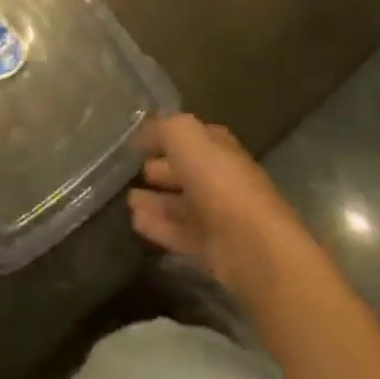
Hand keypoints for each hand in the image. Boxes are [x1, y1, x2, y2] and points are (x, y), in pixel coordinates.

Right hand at [129, 114, 312, 297]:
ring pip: (179, 204)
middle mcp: (219, 177)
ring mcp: (217, 215)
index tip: (136, 143)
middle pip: (184, 171)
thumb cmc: (218, 180)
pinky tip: (135, 223)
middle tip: (129, 171)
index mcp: (218, 147)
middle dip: (158, 169)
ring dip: (154, 202)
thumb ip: (161, 128)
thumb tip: (141, 135)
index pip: (188, 136)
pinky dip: (158, 227)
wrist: (253, 246)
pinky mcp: (212, 250)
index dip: (163, 136)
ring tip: (126, 201)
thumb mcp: (184, 135)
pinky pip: (179, 233)